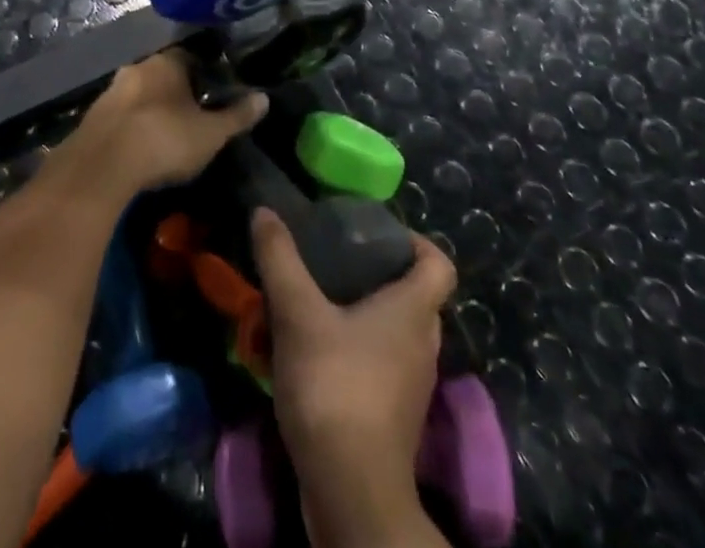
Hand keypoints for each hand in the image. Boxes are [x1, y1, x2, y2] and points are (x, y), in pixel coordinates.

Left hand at [62, 47, 265, 197]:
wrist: (102, 166)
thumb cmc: (165, 140)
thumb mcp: (211, 134)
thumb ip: (237, 116)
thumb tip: (264, 99)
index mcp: (167, 63)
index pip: (190, 57)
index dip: (204, 74)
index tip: (213, 94)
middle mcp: (137, 67)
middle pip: (162, 75)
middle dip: (175, 93)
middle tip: (191, 117)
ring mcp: (110, 91)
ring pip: (138, 95)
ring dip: (150, 110)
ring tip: (165, 136)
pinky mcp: (91, 117)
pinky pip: (120, 116)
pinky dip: (131, 127)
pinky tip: (139, 149)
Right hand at [253, 207, 456, 545]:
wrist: (351, 492)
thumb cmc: (335, 387)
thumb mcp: (297, 313)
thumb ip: (280, 259)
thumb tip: (265, 211)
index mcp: (413, 310)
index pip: (439, 263)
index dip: (416, 242)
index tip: (378, 233)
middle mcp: (423, 344)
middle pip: (415, 295)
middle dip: (379, 274)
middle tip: (338, 261)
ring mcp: (412, 385)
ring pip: (396, 332)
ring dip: (364, 314)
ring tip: (320, 302)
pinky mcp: (394, 417)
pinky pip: (382, 366)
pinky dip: (357, 351)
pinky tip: (317, 352)